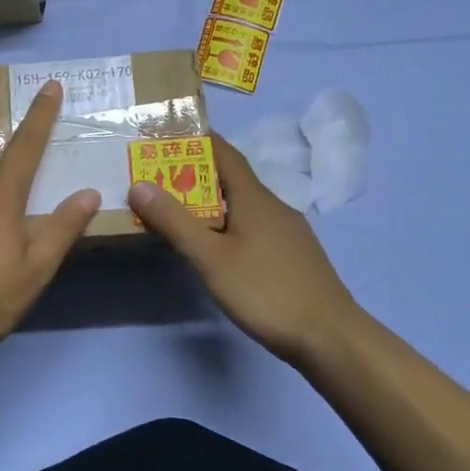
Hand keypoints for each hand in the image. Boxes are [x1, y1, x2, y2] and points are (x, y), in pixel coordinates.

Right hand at [128, 135, 358, 366]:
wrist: (330, 336)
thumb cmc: (266, 290)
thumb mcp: (211, 257)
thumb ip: (175, 221)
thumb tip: (139, 185)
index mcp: (254, 197)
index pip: (223, 152)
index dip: (196, 139)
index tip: (165, 134)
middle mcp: (273, 206)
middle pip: (230, 179)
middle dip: (194, 174)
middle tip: (156, 177)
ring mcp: (286, 232)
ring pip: (241, 206)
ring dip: (209, 203)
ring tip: (176, 212)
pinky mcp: (291, 256)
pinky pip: (251, 227)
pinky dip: (226, 225)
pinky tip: (214, 247)